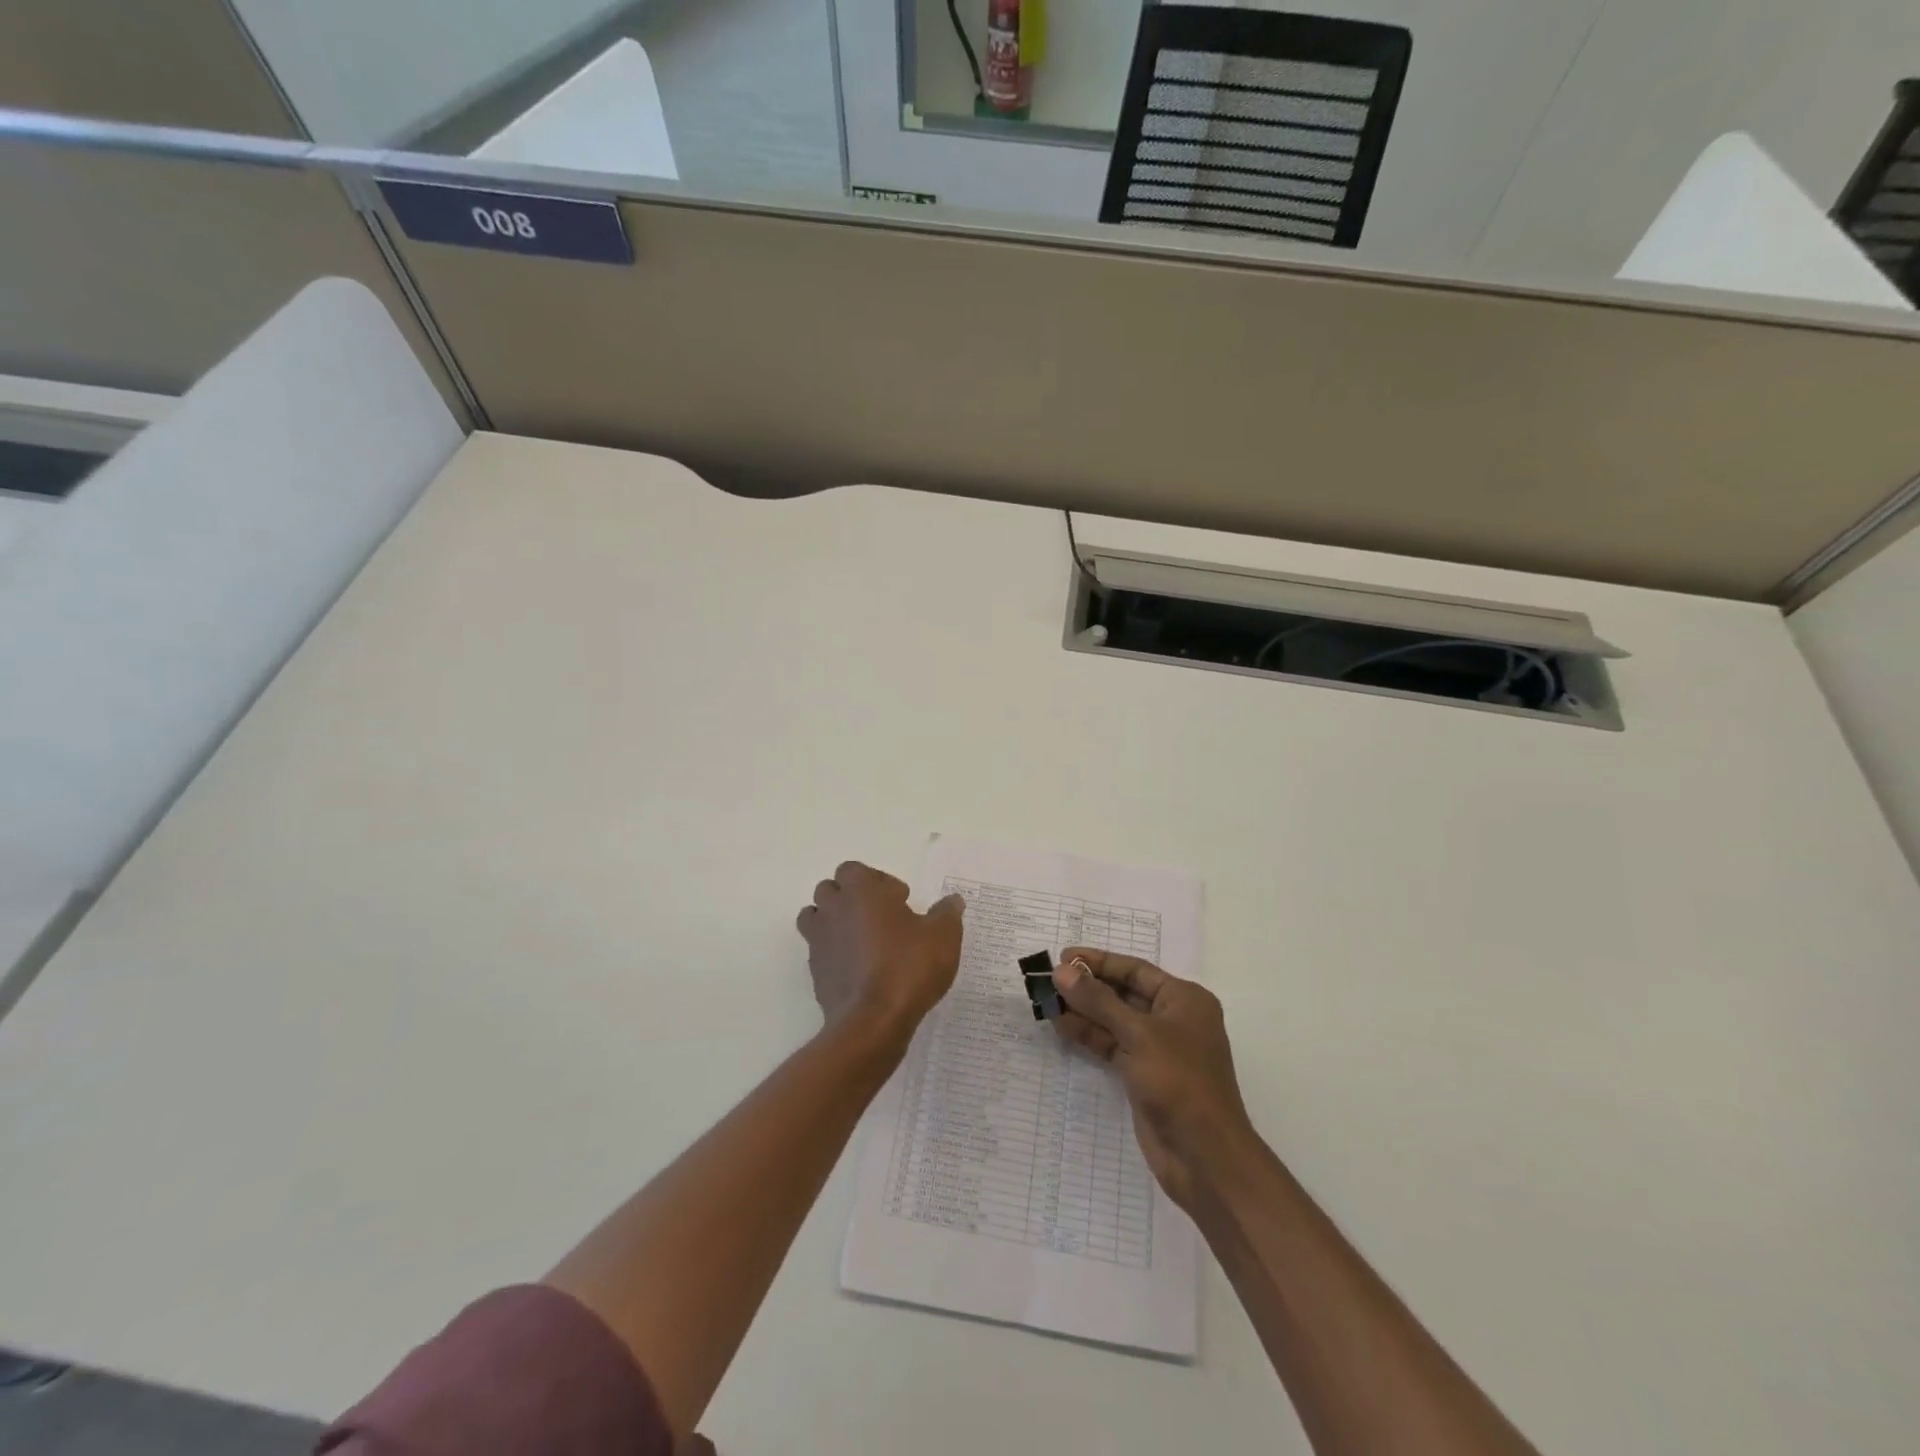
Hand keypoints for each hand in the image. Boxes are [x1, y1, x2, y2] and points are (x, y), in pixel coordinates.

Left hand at [796, 862, 963, 1039]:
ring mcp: (819, 941)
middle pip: (830, 889)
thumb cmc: (908, 967)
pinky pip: (819, 950)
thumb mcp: (943, 936)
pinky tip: (859, 968)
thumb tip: (952, 900)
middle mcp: (834, 909)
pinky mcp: (815, 971)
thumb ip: (947, 913)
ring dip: (835, 921)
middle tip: (881, 917)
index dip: (877, 880)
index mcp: (861, 891)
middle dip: (852, 898)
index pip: (853, 869)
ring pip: (816, 917)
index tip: (900, 900)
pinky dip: (833, 952)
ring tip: (863, 939)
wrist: (873, 1021)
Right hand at [1051, 949, 1257, 1211]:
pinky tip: (1061, 1025)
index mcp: (1184, 999)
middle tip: (1049, 977)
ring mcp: (1158, 1049)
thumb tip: (1062, 971)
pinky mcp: (1144, 1075)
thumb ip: (1098, 1001)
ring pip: (1114, 1020)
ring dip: (1083, 1010)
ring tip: (1047, 999)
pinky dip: (1089, 1035)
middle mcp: (1173, 1019)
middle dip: (1088, 986)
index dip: (1099, 961)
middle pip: (1123, 993)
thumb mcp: (1138, 1034)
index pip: (1135, 969)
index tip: (1063, 955)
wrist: (1204, 1157)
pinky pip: (1112, 1045)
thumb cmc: (1179, 1082)